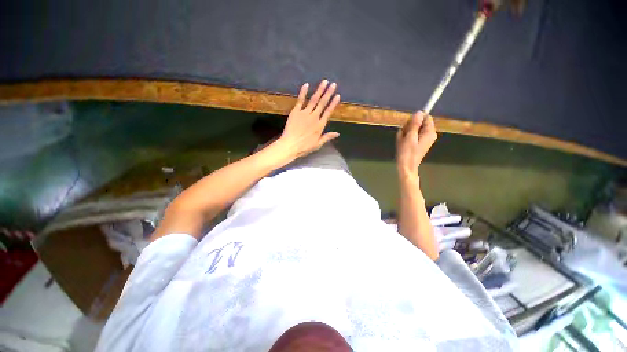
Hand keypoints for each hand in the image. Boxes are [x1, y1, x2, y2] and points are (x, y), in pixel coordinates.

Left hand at [277, 80, 340, 159]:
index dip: (333, 103)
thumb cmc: (304, 147)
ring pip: (314, 100)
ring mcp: (304, 113)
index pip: (328, 112)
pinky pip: (300, 100)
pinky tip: (306, 85)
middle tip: (333, 84)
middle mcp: (314, 117)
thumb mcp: (318, 144)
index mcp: (320, 125)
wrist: (290, 145)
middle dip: (328, 93)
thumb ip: (327, 137)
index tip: (337, 95)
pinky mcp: (296, 112)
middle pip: (322, 103)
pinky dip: (303, 92)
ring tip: (324, 82)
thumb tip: (337, 134)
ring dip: (319, 90)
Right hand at [396, 111, 436, 177]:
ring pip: (413, 129)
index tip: (408, 126)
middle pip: (419, 123)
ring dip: (405, 133)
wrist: (406, 167)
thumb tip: (420, 112)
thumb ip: (415, 124)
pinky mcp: (417, 142)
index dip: (416, 119)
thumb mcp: (410, 137)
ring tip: (402, 141)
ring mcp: (423, 139)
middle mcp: (428, 134)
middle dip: (409, 127)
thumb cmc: (408, 153)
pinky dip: (405, 138)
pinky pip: (411, 135)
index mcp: (430, 132)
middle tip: (404, 136)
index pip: (426, 117)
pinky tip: (402, 144)